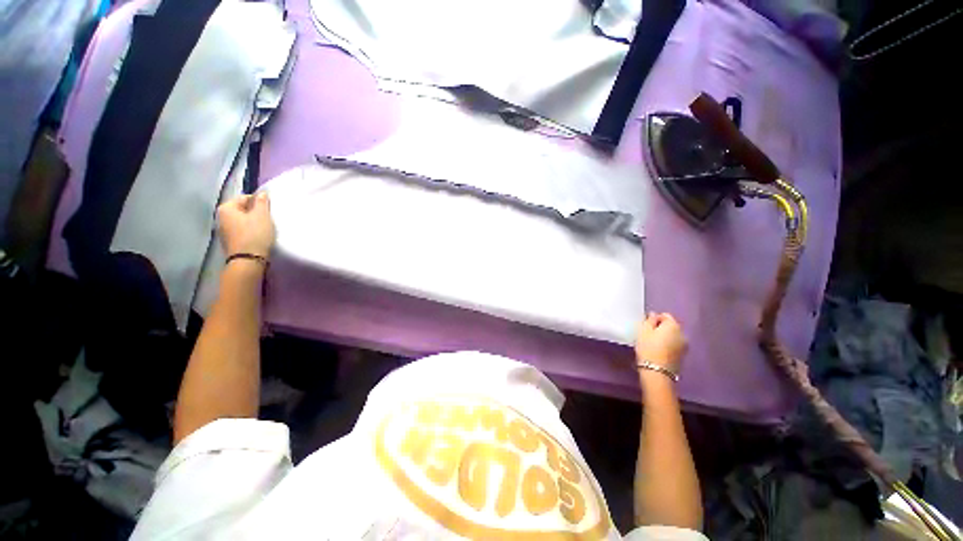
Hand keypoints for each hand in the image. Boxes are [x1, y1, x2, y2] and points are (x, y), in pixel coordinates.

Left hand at [217, 192, 275, 258]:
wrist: (248, 260)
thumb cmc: (255, 234)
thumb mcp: (262, 216)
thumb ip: (262, 202)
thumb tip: (262, 193)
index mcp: (226, 208)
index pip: (245, 197)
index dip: (259, 201)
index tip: (269, 209)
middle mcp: (221, 217)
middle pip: (242, 209)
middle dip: (255, 212)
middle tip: (268, 219)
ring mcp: (224, 230)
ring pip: (242, 220)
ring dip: (253, 222)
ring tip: (265, 228)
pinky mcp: (230, 241)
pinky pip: (242, 230)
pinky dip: (250, 231)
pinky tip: (258, 236)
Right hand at [635, 312, 686, 375]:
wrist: (657, 372)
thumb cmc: (648, 348)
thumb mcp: (643, 331)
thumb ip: (649, 320)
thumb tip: (654, 315)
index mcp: (673, 325)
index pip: (665, 315)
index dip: (654, 319)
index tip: (646, 327)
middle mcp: (682, 334)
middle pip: (670, 326)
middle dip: (660, 328)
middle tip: (648, 335)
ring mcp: (684, 346)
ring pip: (673, 336)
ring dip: (664, 337)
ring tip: (653, 344)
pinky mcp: (683, 356)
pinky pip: (674, 345)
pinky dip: (668, 346)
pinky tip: (659, 352)